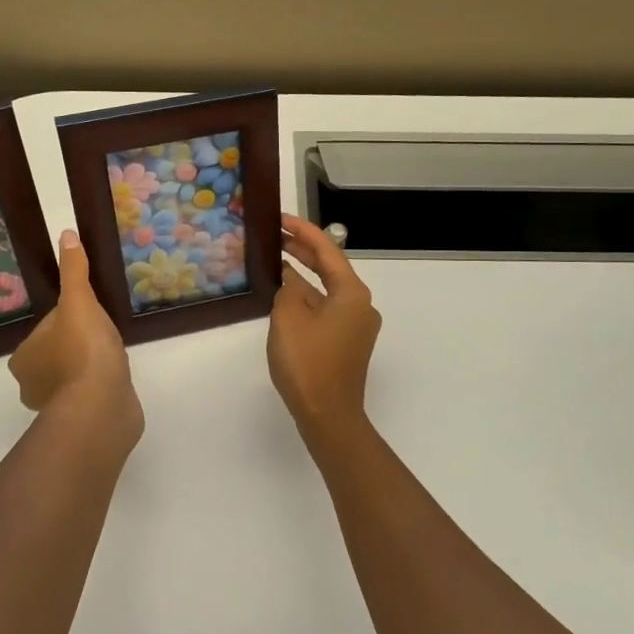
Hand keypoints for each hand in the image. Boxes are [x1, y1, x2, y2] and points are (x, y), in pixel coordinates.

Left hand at [10, 230, 142, 444]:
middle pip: (58, 350)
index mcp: (23, 356)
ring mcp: (56, 406)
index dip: (71, 318)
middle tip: (106, 336)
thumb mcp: (79, 302)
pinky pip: (88, 394)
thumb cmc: (84, 353)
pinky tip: (117, 380)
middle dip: (80, 343)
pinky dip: (99, 386)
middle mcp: (31, 383)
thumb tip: (66, 235)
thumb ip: (74, 271)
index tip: (93, 317)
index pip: (48, 327)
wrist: (102, 408)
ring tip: (114, 357)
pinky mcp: (80, 420)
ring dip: (90, 367)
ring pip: (73, 375)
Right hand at [268, 214, 381, 438]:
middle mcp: (360, 305)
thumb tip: (291, 281)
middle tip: (273, 234)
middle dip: (302, 250)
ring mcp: (355, 326)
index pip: (327, 250)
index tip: (279, 217)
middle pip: (330, 267)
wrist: (328, 416)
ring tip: (274, 260)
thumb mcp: (288, 317)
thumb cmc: (308, 363)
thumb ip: (288, 289)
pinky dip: (306, 298)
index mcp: (352, 293)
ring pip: (326, 289)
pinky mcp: (346, 343)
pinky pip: (325, 309)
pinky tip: (284, 296)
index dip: (302, 231)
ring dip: (302, 275)